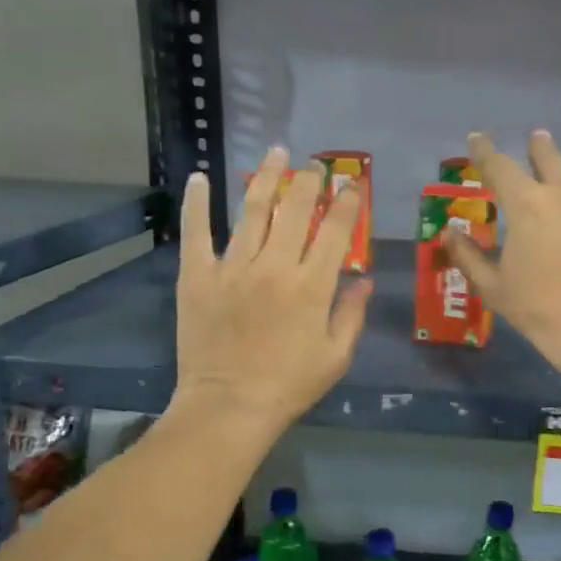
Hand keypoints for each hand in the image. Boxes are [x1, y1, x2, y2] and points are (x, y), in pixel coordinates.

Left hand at [172, 146, 372, 432]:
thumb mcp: (336, 356)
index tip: (353, 184)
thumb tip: (364, 279)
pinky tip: (197, 176)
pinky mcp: (198, 276)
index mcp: (312, 286)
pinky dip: (196, 202)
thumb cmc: (289, 386)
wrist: (229, 407)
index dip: (347, 203)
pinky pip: (196, 232)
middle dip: (309, 181)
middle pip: (295, 210)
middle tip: (316, 165)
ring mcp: (233, 268)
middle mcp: (275, 266)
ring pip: (252, 210)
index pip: (336, 231)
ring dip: (267, 177)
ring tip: (277, 153)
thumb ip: (352, 314)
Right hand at [446, 131, 560, 374]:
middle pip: (548, 157)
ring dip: (560, 185)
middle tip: (535, 138)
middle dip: (538, 147)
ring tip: (555, 199)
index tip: (476, 139)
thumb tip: (449, 232)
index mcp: (527, 205)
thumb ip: (467, 254)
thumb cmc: (535, 307)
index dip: (484, 151)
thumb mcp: (492, 285)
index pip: (499, 166)